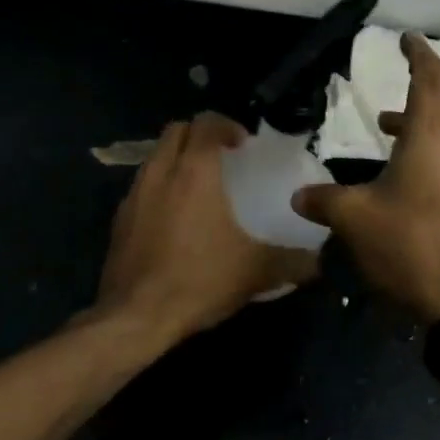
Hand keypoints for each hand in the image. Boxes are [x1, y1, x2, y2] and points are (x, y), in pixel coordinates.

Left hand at [93, 113, 317, 341]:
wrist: (135, 317)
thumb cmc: (199, 280)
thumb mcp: (255, 272)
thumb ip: (292, 262)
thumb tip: (321, 262)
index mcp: (194, 172)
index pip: (206, 123)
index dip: (226, 125)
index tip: (244, 145)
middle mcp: (160, 172)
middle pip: (175, 131)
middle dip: (198, 135)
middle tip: (222, 157)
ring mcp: (134, 195)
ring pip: (154, 157)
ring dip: (176, 160)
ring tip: (198, 186)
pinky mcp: (118, 220)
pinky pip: (141, 188)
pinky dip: (159, 189)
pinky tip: (175, 220)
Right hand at [292, 33, 439, 321]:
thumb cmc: (409, 245)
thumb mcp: (355, 220)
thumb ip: (324, 200)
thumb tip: (298, 196)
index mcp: (432, 134)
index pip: (431, 76)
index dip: (419, 52)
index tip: (405, 39)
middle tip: (412, 74)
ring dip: (436, 111)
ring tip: (392, 126)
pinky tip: (409, 170)